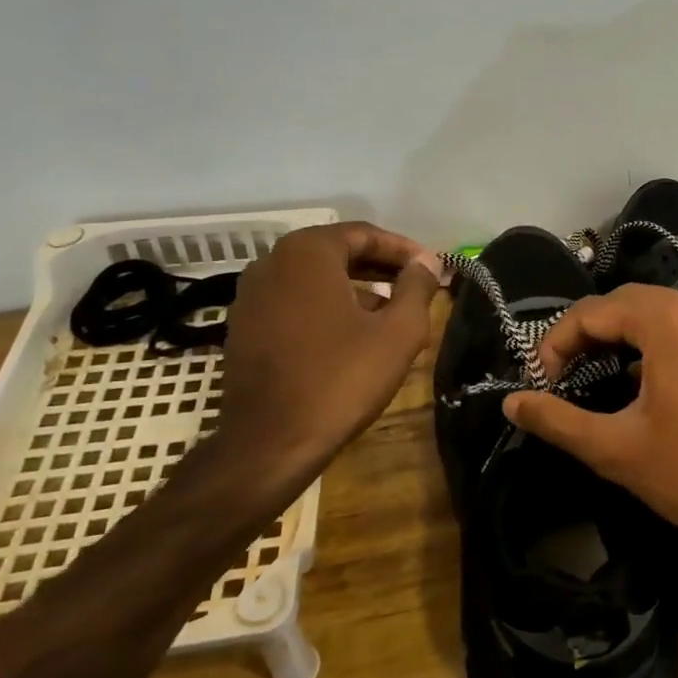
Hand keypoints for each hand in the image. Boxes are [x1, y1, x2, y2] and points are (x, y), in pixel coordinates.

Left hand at [216, 221, 445, 484]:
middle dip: (381, 267)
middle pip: (338, 252)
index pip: (364, 234)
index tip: (432, 268)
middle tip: (417, 286)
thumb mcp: (399, 332)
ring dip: (355, 287)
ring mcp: (251, 296)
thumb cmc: (341, 380)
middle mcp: (272, 263)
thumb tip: (427, 262)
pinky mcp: (244, 327)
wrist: (269, 443)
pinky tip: (353, 335)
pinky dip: (327, 306)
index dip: (404, 249)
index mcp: (307, 253)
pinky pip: (295, 301)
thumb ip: (418, 287)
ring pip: (315, 278)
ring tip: (391, 311)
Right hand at [502, 284, 677, 569]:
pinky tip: (633, 381)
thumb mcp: (615, 449)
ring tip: (589, 376)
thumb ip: (557, 420)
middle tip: (559, 377)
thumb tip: (512, 402)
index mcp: (668, 320)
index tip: (540, 384)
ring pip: (653, 312)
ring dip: (616, 337)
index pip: (592, 311)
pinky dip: (649, 343)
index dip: (556, 344)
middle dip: (584, 335)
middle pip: (623, 303)